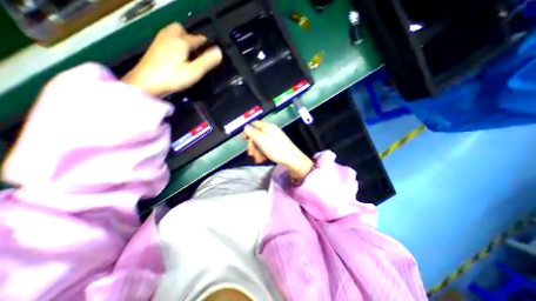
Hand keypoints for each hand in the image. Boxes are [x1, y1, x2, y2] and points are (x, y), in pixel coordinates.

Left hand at [121, 24, 221, 95]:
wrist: (146, 82)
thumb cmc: (173, 77)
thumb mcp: (194, 71)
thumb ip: (207, 61)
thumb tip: (219, 51)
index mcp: (181, 42)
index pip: (197, 39)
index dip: (205, 43)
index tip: (210, 50)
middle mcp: (170, 36)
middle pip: (181, 29)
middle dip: (190, 37)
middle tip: (196, 50)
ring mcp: (160, 40)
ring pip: (172, 32)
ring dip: (181, 38)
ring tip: (187, 51)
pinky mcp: (154, 47)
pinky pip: (166, 38)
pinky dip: (173, 42)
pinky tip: (176, 54)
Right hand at [243, 121, 314, 179]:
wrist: (292, 159)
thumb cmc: (277, 150)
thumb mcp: (263, 142)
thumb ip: (254, 133)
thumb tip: (246, 126)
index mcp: (268, 127)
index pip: (254, 124)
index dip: (247, 131)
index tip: (244, 140)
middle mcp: (271, 130)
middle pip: (257, 134)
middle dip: (253, 145)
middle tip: (251, 154)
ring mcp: (274, 137)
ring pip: (261, 142)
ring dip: (257, 151)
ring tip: (258, 160)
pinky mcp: (277, 144)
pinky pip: (266, 146)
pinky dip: (263, 152)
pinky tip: (263, 159)